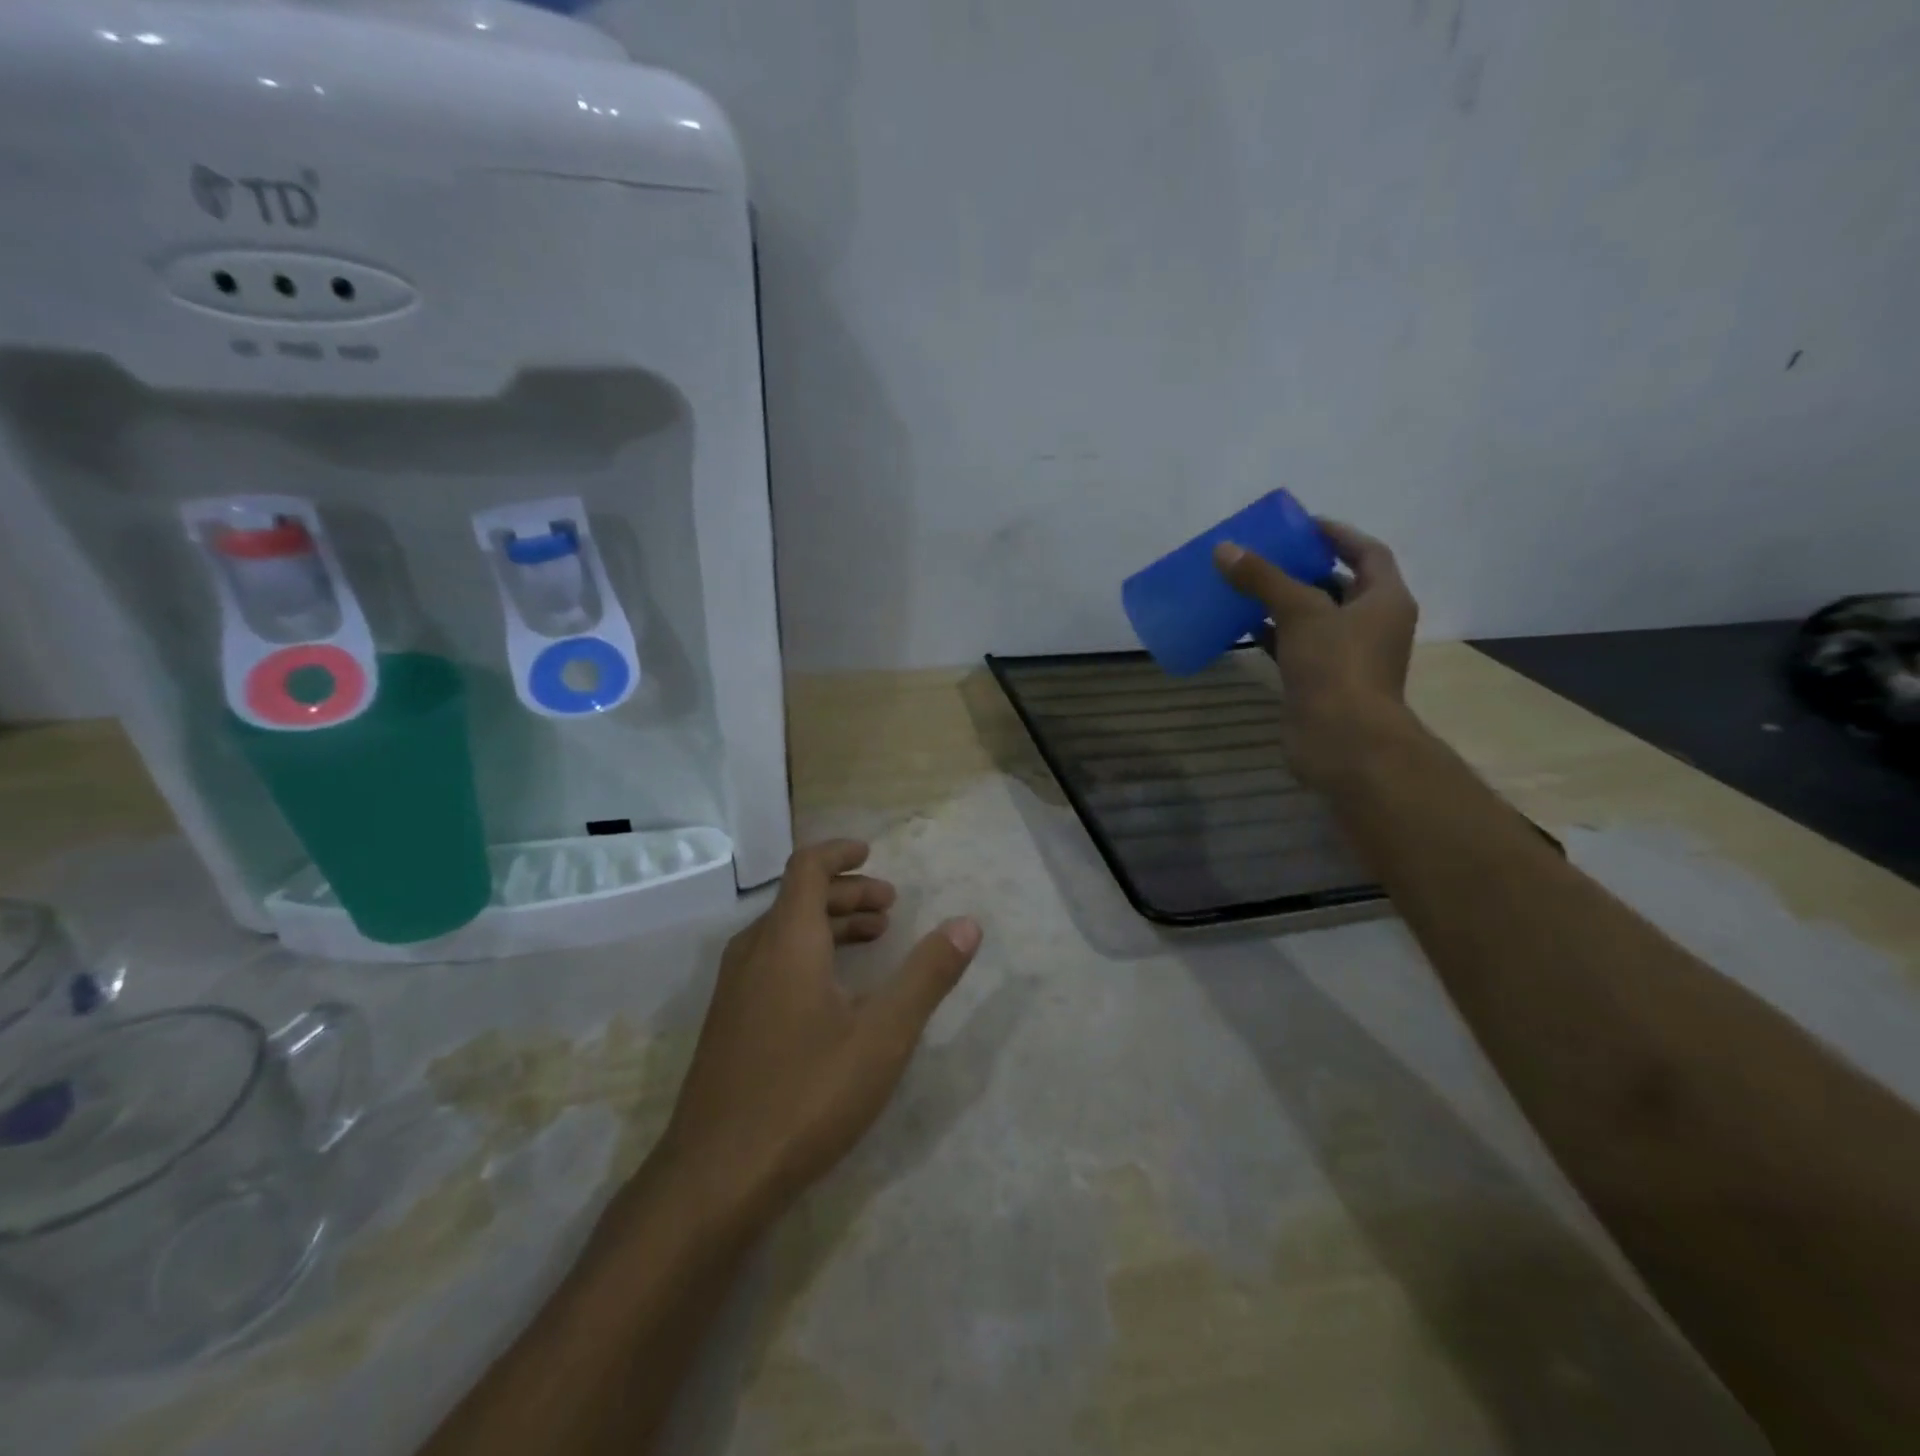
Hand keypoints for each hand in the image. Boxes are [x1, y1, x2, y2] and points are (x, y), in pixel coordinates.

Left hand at [655, 840, 981, 1223]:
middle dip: (847, 893)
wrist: (715, 1178)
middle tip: (890, 908)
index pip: (807, 867)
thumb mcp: (883, 1034)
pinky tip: (833, 992)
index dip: (840, 853)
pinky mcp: (728, 1022)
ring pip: (784, 932)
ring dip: (829, 924)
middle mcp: (754, 952)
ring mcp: (734, 989)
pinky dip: (808, 953)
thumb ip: (927, 975)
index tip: (873, 853)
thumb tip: (968, 923)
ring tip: (873, 940)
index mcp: (787, 940)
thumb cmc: (806, 1094)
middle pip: (799, 898)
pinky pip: (771, 961)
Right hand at [1213, 520, 1419, 785]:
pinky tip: (1243, 628)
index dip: (1336, 535)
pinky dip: (1273, 636)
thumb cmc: (1336, 667)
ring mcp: (1346, 657)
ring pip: (1314, 619)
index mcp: (1385, 600)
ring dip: (1284, 603)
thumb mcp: (1300, 612)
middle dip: (1304, 569)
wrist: (1343, 741)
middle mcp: (1372, 625)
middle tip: (1266, 555)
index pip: (1368, 552)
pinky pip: (1296, 648)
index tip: (1300, 526)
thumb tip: (1225, 549)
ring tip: (1247, 586)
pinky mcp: (1321, 682)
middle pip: (1339, 585)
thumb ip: (1264, 578)